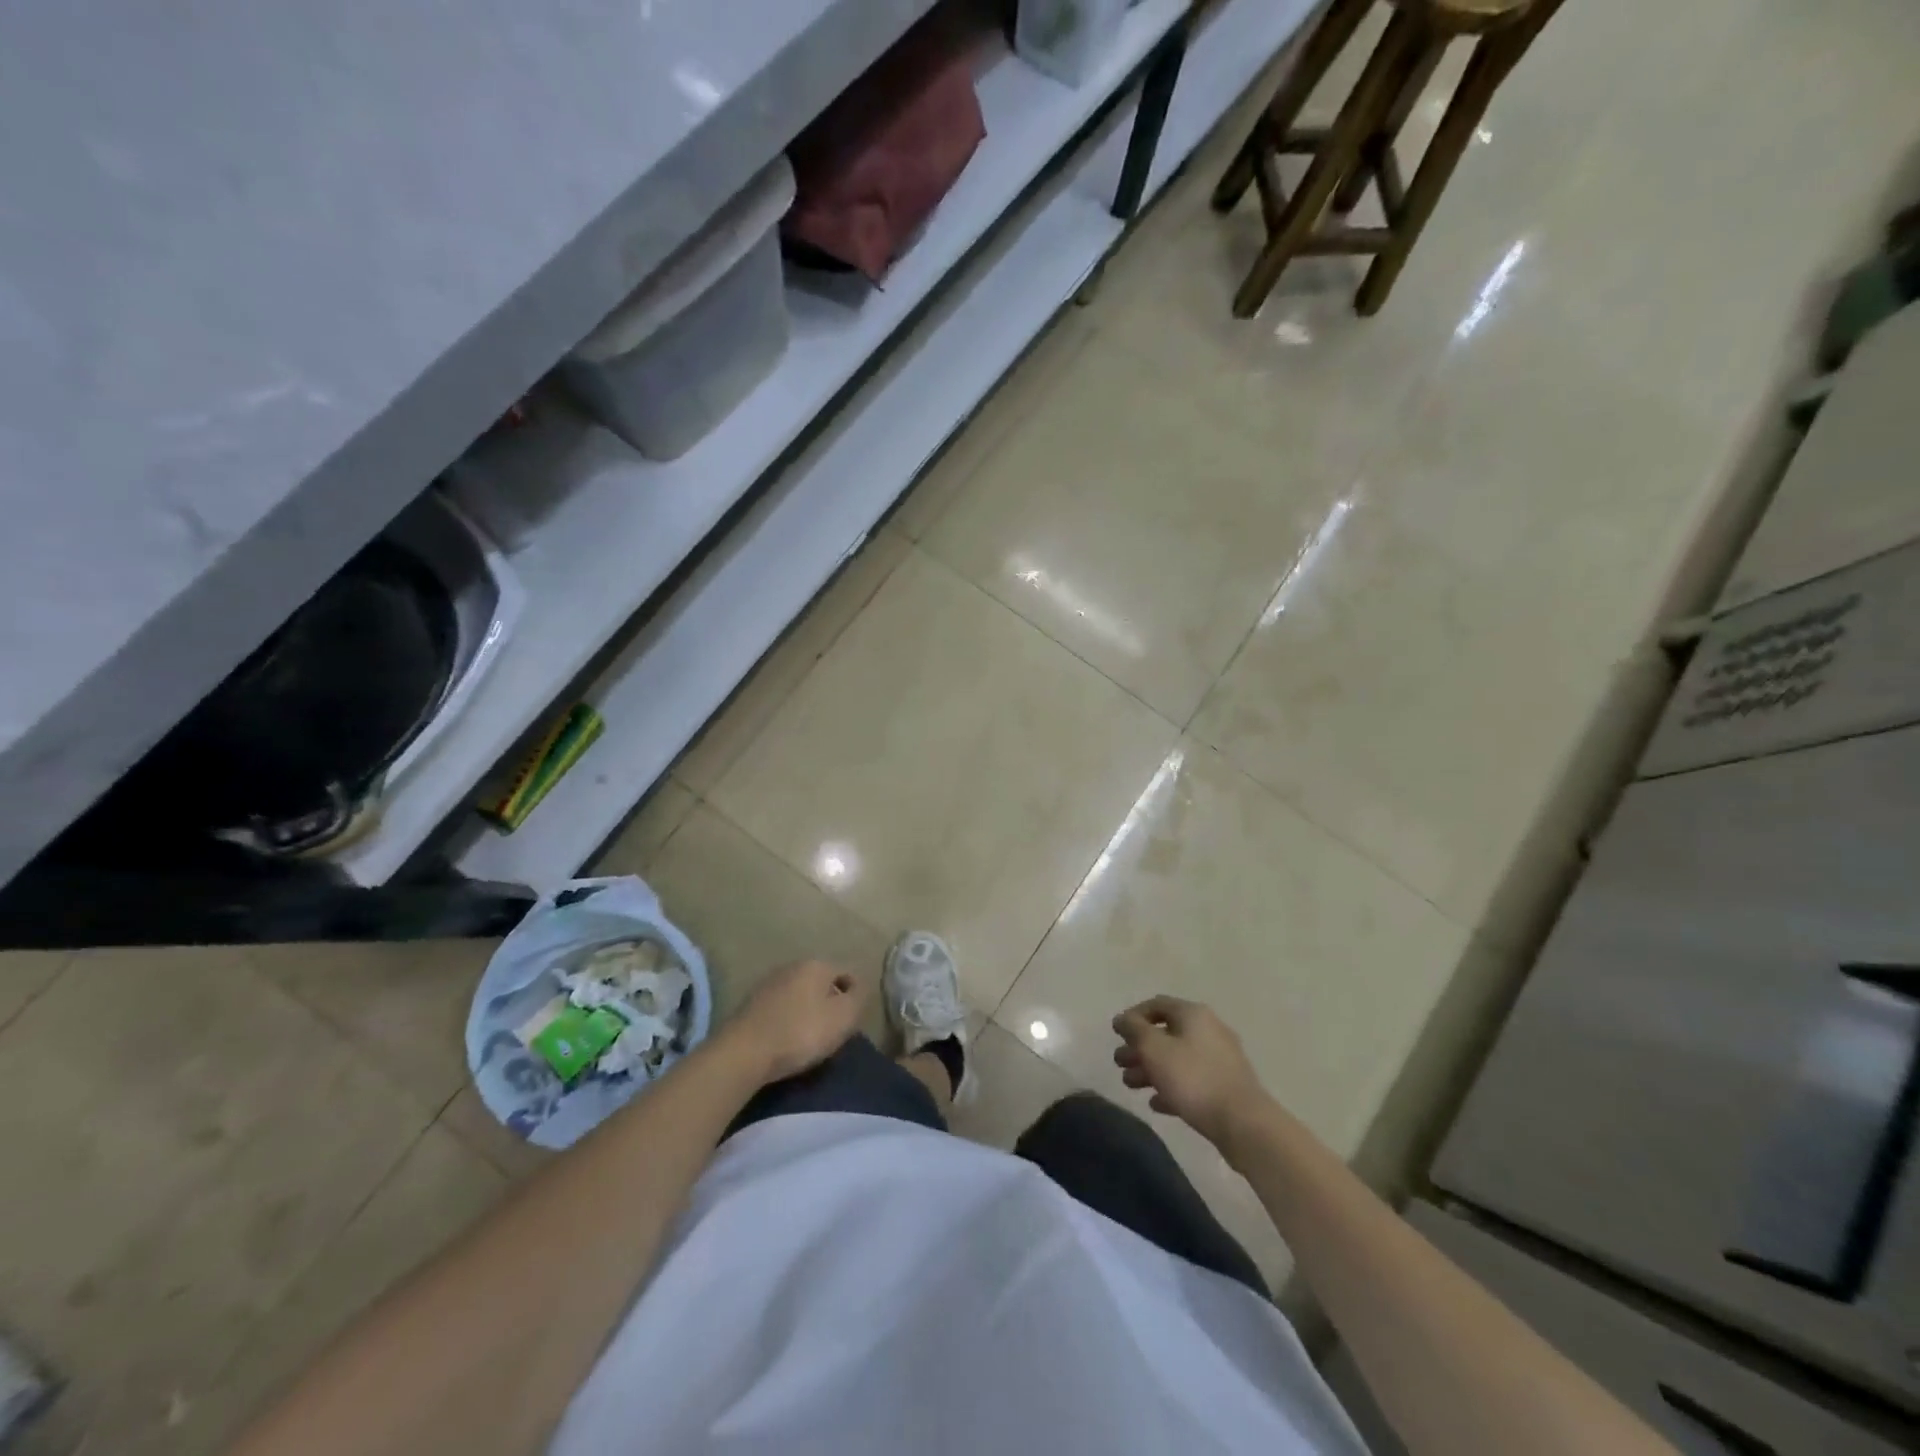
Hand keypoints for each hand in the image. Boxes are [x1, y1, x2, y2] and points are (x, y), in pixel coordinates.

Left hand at [724, 960, 867, 1083]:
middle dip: (830, 1002)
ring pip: (800, 994)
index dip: (855, 997)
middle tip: (833, 1031)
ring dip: (808, 1011)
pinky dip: (788, 1019)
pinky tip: (786, 1039)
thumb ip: (858, 998)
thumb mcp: (843, 1017)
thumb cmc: (801, 1033)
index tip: (852, 1022)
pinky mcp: (751, 1003)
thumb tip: (858, 988)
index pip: (847, 973)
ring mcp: (768, 983)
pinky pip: (781, 1008)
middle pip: (822, 982)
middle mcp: (792, 966)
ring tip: (810, 1038)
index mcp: (817, 964)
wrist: (743, 1052)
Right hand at [1112, 996, 1269, 1147]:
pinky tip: (1156, 1103)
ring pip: (1177, 1058)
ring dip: (1151, 1069)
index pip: (1157, 1004)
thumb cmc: (1193, 1078)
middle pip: (1166, 1033)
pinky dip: (1171, 1087)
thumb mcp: (1153, 1049)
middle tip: (1119, 1063)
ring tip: (1131, 1085)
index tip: (1117, 1035)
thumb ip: (1134, 1029)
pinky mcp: (1225, 1087)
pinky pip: (1191, 1081)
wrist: (1243, 1123)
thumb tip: (1122, 1018)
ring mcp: (1220, 1060)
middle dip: (1139, 1048)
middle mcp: (1209, 1030)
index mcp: (1193, 1014)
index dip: (1133, 1016)